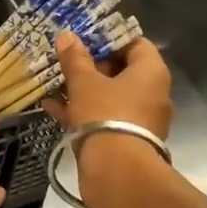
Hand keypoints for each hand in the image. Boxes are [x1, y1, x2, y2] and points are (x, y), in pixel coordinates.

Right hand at [42, 31, 173, 139]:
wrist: (116, 172)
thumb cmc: (105, 115)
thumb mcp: (84, 83)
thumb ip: (75, 58)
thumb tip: (67, 35)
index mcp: (151, 72)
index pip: (135, 43)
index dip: (110, 39)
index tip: (85, 39)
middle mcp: (153, 93)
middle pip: (122, 70)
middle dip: (92, 65)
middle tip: (67, 61)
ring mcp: (142, 119)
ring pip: (111, 96)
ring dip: (84, 90)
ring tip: (55, 83)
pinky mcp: (129, 139)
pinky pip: (106, 117)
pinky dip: (84, 111)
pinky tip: (53, 108)